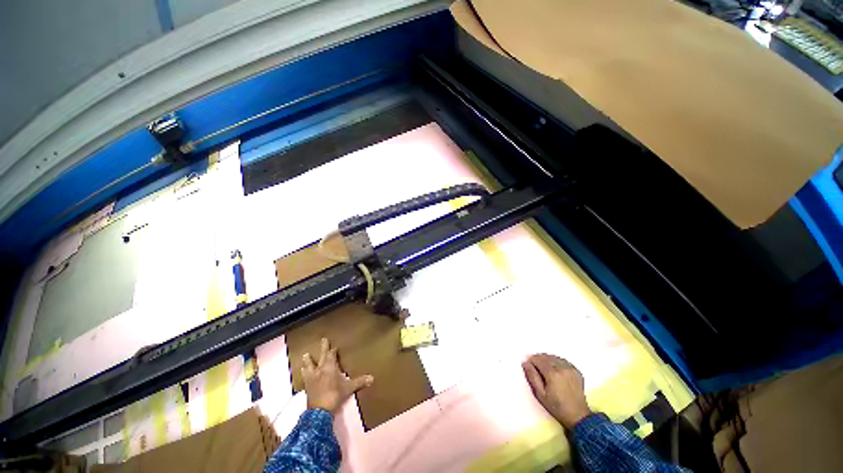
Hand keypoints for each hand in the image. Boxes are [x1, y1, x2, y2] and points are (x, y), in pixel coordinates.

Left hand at [302, 338, 373, 412]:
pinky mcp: (307, 386)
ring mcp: (312, 377)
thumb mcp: (349, 388)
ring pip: (309, 365)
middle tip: (323, 339)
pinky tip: (302, 371)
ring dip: (308, 360)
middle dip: (323, 347)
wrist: (319, 411)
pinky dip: (304, 372)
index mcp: (330, 367)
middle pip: (322, 356)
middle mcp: (320, 369)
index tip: (334, 347)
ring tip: (306, 355)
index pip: (332, 355)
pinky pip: (305, 376)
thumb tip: (372, 378)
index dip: (333, 351)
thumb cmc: (335, 395)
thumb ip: (359, 382)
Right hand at [522, 354, 591, 429]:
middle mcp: (562, 368)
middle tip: (535, 366)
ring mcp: (571, 369)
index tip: (528, 364)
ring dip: (547, 359)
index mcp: (552, 374)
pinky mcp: (576, 371)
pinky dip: (556, 362)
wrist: (578, 416)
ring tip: (544, 368)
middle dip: (538, 359)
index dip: (531, 360)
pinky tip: (555, 369)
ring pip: (554, 357)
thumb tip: (525, 362)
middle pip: (546, 356)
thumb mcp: (540, 394)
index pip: (538, 359)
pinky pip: (563, 361)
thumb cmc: (556, 406)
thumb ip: (532, 376)